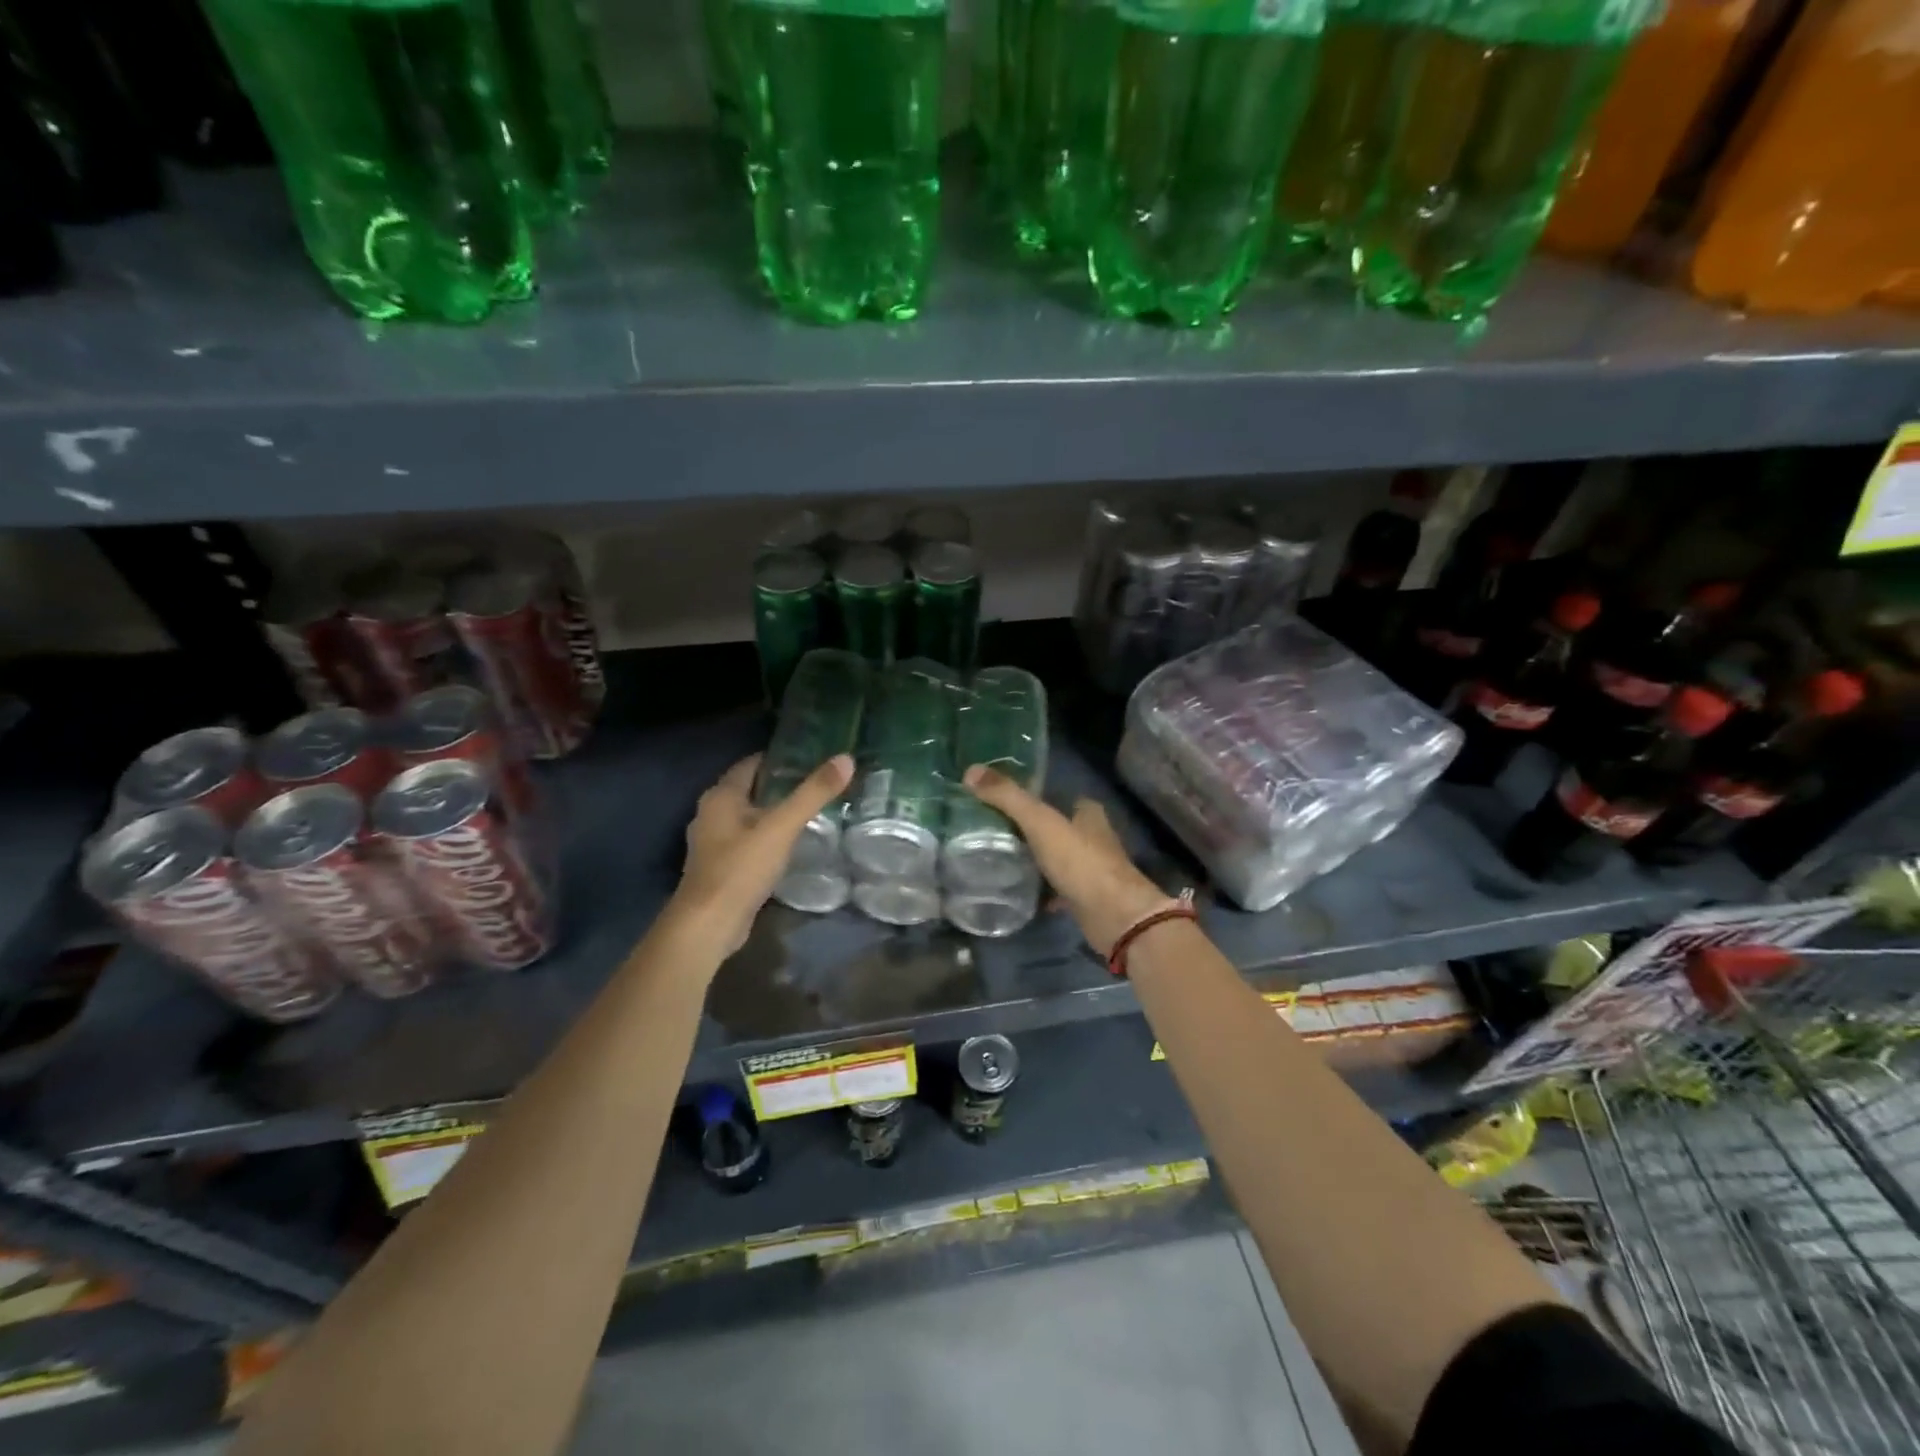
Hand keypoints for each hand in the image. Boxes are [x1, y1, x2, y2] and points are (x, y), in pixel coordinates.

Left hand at [671, 752, 854, 956]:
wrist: (709, 924)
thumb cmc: (741, 868)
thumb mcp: (782, 827)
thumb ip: (813, 793)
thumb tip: (845, 759)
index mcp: (720, 796)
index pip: (751, 763)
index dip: (779, 758)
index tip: (811, 758)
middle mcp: (710, 813)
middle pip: (749, 789)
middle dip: (779, 785)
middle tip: (816, 784)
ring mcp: (712, 842)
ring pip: (747, 817)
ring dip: (773, 813)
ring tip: (809, 812)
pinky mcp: (719, 867)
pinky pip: (746, 841)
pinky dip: (766, 837)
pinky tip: (789, 844)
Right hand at [962, 765, 1180, 956]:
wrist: (1114, 917)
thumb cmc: (1080, 862)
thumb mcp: (1040, 822)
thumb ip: (1008, 797)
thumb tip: (971, 771)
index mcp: (1088, 815)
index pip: (1063, 798)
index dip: (1040, 798)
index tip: (1009, 802)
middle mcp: (1093, 839)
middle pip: (1060, 829)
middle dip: (1034, 831)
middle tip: (996, 832)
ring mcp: (1092, 871)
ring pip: (1059, 860)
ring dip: (1037, 861)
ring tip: (1000, 860)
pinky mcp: (1086, 899)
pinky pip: (1058, 890)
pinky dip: (1041, 891)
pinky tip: (1018, 893)